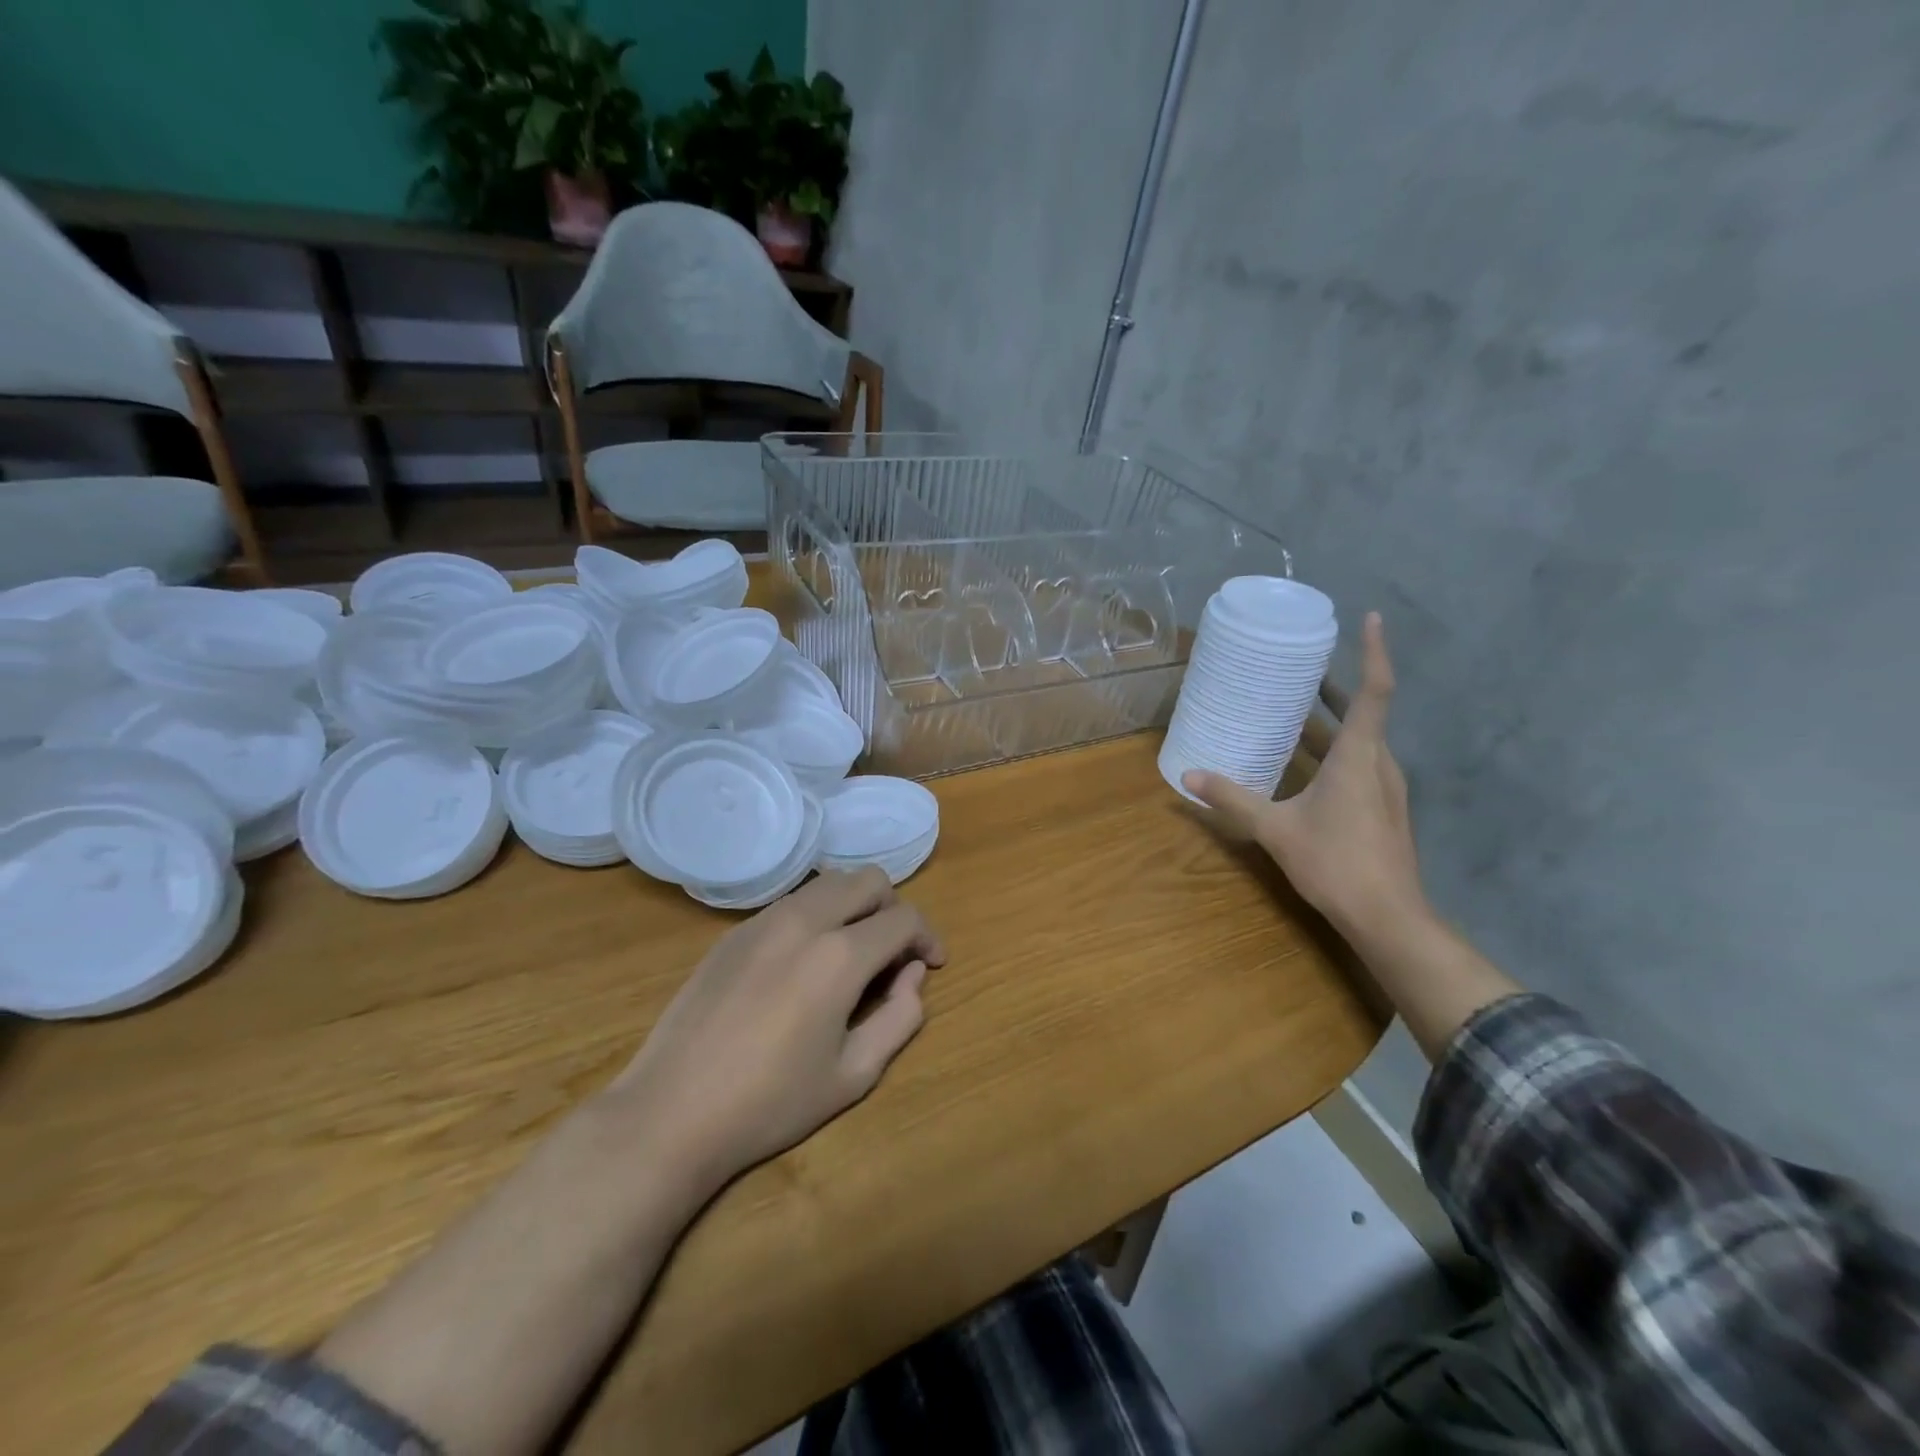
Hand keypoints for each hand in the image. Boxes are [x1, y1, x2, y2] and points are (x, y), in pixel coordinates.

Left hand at [604, 868, 946, 1193]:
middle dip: (893, 909)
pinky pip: (792, 904)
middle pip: (868, 879)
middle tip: (893, 955)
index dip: (927, 937)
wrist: (671, 1112)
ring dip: (854, 907)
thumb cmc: (770, 1103)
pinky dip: (817, 917)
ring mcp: (763, 920)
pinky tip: (804, 965)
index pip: (904, 918)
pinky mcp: (733, 931)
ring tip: (852, 956)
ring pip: (828, 884)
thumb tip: (913, 975)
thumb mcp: (853, 1074)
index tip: (930, 964)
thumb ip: (900, 1017)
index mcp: (839, 956)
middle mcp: (804, 921)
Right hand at [1185, 613, 1427, 941]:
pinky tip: (1305, 764)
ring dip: (1334, 721)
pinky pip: (1360, 764)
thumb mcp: (1275, 828)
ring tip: (1297, 709)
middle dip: (1336, 687)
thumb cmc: (1334, 862)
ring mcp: (1386, 789)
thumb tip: (1188, 777)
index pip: (1373, 692)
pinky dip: (1336, 750)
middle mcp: (1379, 764)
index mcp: (1358, 757)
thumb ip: (1232, 799)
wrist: (1387, 917)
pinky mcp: (1383, 810)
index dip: (1373, 652)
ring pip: (1362, 741)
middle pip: (1365, 713)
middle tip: (1304, 667)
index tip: (1368, 619)